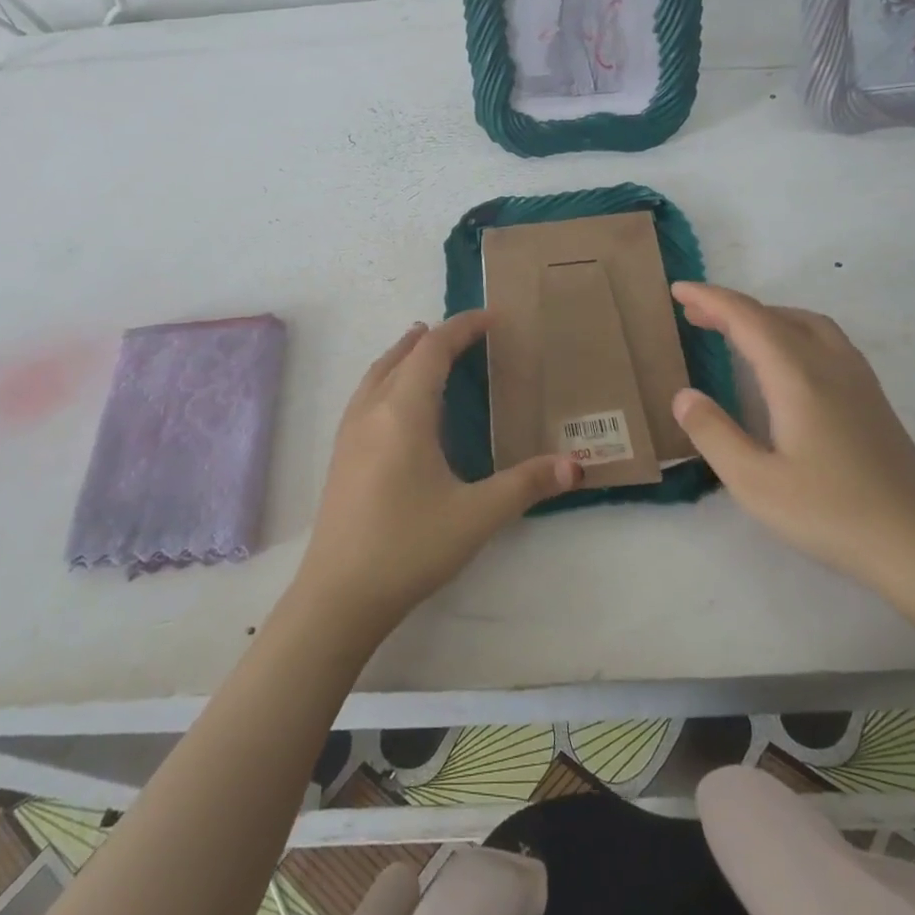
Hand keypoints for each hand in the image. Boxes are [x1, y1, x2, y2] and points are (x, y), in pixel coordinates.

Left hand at [295, 311, 582, 635]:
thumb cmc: (409, 547)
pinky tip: (397, 403)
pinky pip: (365, 394)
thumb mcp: (476, 516)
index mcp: (403, 412)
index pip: (433, 351)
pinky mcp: (341, 455)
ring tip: (425, 348)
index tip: (491, 319)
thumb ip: (526, 485)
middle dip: (434, 338)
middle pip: (402, 355)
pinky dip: (387, 377)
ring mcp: (349, 432)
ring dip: (404, 354)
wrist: (339, 596)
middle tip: (466, 333)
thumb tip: (576, 465)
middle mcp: (371, 411)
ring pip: (377, 373)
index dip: (462, 328)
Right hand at [669, 282, 914, 589]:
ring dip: (765, 316)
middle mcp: (830, 365)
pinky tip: (785, 361)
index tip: (678, 289)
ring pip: (807, 323)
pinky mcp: (873, 399)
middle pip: (776, 316)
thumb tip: (683, 395)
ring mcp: (858, 380)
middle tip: (693, 312)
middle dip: (732, 307)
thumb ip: (713, 433)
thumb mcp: (755, 483)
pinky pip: (825, 340)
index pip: (747, 319)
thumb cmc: (831, 514)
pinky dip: (791, 331)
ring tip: (734, 330)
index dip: (710, 299)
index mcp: (798, 377)